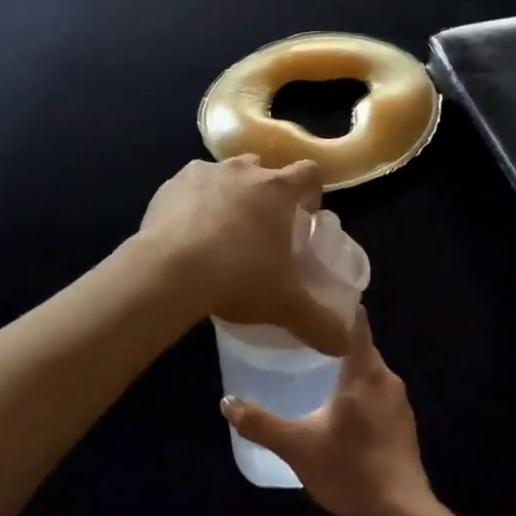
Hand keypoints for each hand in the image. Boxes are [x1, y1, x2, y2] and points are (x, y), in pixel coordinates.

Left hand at [138, 156, 350, 354]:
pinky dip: (192, 204)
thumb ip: (320, 324)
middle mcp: (243, 170)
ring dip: (228, 195)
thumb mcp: (285, 306)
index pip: (308, 172)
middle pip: (263, 171)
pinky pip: (189, 188)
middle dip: (266, 193)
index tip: (305, 215)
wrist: (169, 271)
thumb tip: (346, 345)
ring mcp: (203, 173)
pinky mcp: (169, 185)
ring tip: (221, 232)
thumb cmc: (238, 277)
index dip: (311, 190)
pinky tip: (186, 234)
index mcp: (278, 189)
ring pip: (224, 176)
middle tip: (262, 229)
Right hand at [220, 311, 432, 515]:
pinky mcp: (404, 425)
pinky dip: (358, 392)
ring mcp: (400, 402)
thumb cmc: (350, 470)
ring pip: (368, 371)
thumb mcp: (297, 447)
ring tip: (313, 370)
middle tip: (298, 337)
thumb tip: (226, 402)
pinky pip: (377, 393)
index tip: (312, 297)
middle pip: (359, 345)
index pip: (356, 320)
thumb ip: (260, 423)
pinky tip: (338, 409)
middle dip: (332, 340)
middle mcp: (387, 378)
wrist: (402, 515)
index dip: (337, 304)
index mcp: (365, 371)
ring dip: (345, 368)